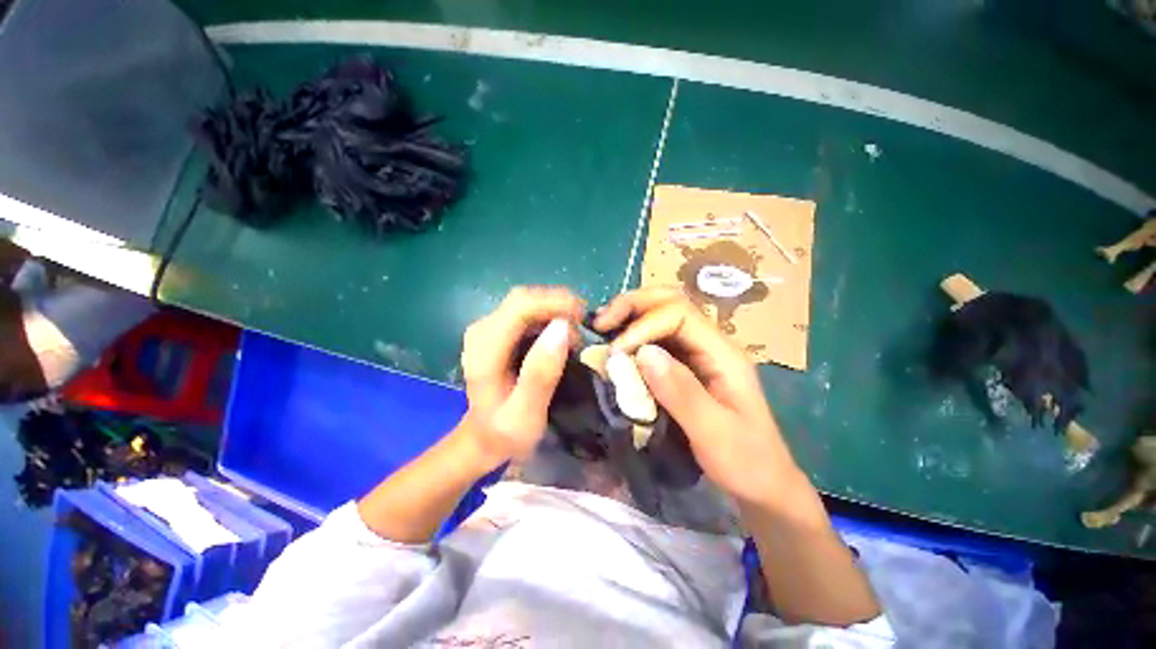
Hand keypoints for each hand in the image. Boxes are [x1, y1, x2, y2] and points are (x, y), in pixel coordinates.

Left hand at [459, 287, 583, 468]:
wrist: (483, 437)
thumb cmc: (506, 432)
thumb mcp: (526, 414)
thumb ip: (541, 374)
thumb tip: (562, 328)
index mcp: (484, 351)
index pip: (519, 307)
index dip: (554, 303)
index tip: (582, 316)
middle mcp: (481, 331)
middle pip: (522, 299)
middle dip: (557, 305)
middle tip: (583, 327)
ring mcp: (486, 329)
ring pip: (525, 303)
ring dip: (554, 311)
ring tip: (575, 337)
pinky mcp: (495, 331)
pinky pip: (526, 312)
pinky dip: (547, 317)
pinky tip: (561, 336)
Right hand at [594, 288, 802, 506]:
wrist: (763, 483)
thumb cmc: (745, 462)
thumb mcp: (714, 433)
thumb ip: (680, 392)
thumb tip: (642, 352)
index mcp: (723, 354)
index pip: (679, 315)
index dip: (643, 325)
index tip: (617, 352)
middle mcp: (710, 343)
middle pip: (671, 302)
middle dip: (633, 305)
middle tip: (601, 321)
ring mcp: (698, 352)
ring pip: (662, 315)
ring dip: (630, 316)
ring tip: (602, 327)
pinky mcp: (686, 365)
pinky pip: (656, 339)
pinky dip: (633, 335)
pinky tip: (617, 345)